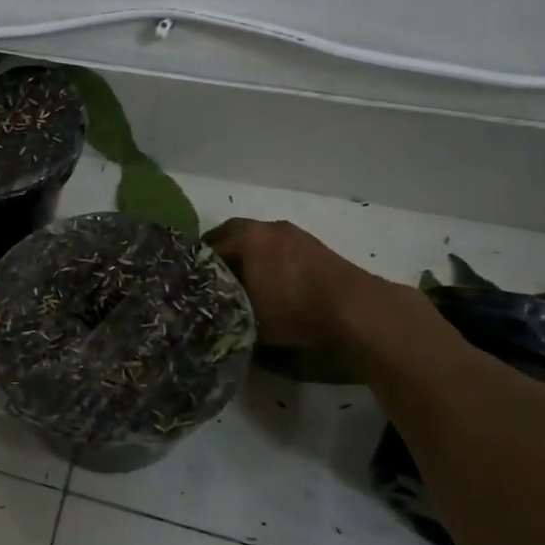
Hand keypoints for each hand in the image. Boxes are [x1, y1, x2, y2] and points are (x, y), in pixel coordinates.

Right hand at [206, 218, 380, 347]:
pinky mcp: (313, 246)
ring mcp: (293, 234)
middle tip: (211, 276)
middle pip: (232, 234)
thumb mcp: (248, 317)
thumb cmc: (293, 308)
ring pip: (257, 239)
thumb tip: (209, 309)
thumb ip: (223, 308)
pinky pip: (278, 247)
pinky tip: (271, 280)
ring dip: (247, 254)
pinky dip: (268, 258)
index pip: (207, 246)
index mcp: (246, 237)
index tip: (190, 282)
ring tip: (241, 280)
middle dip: (220, 253)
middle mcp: (266, 227)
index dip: (196, 265)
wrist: (354, 308)